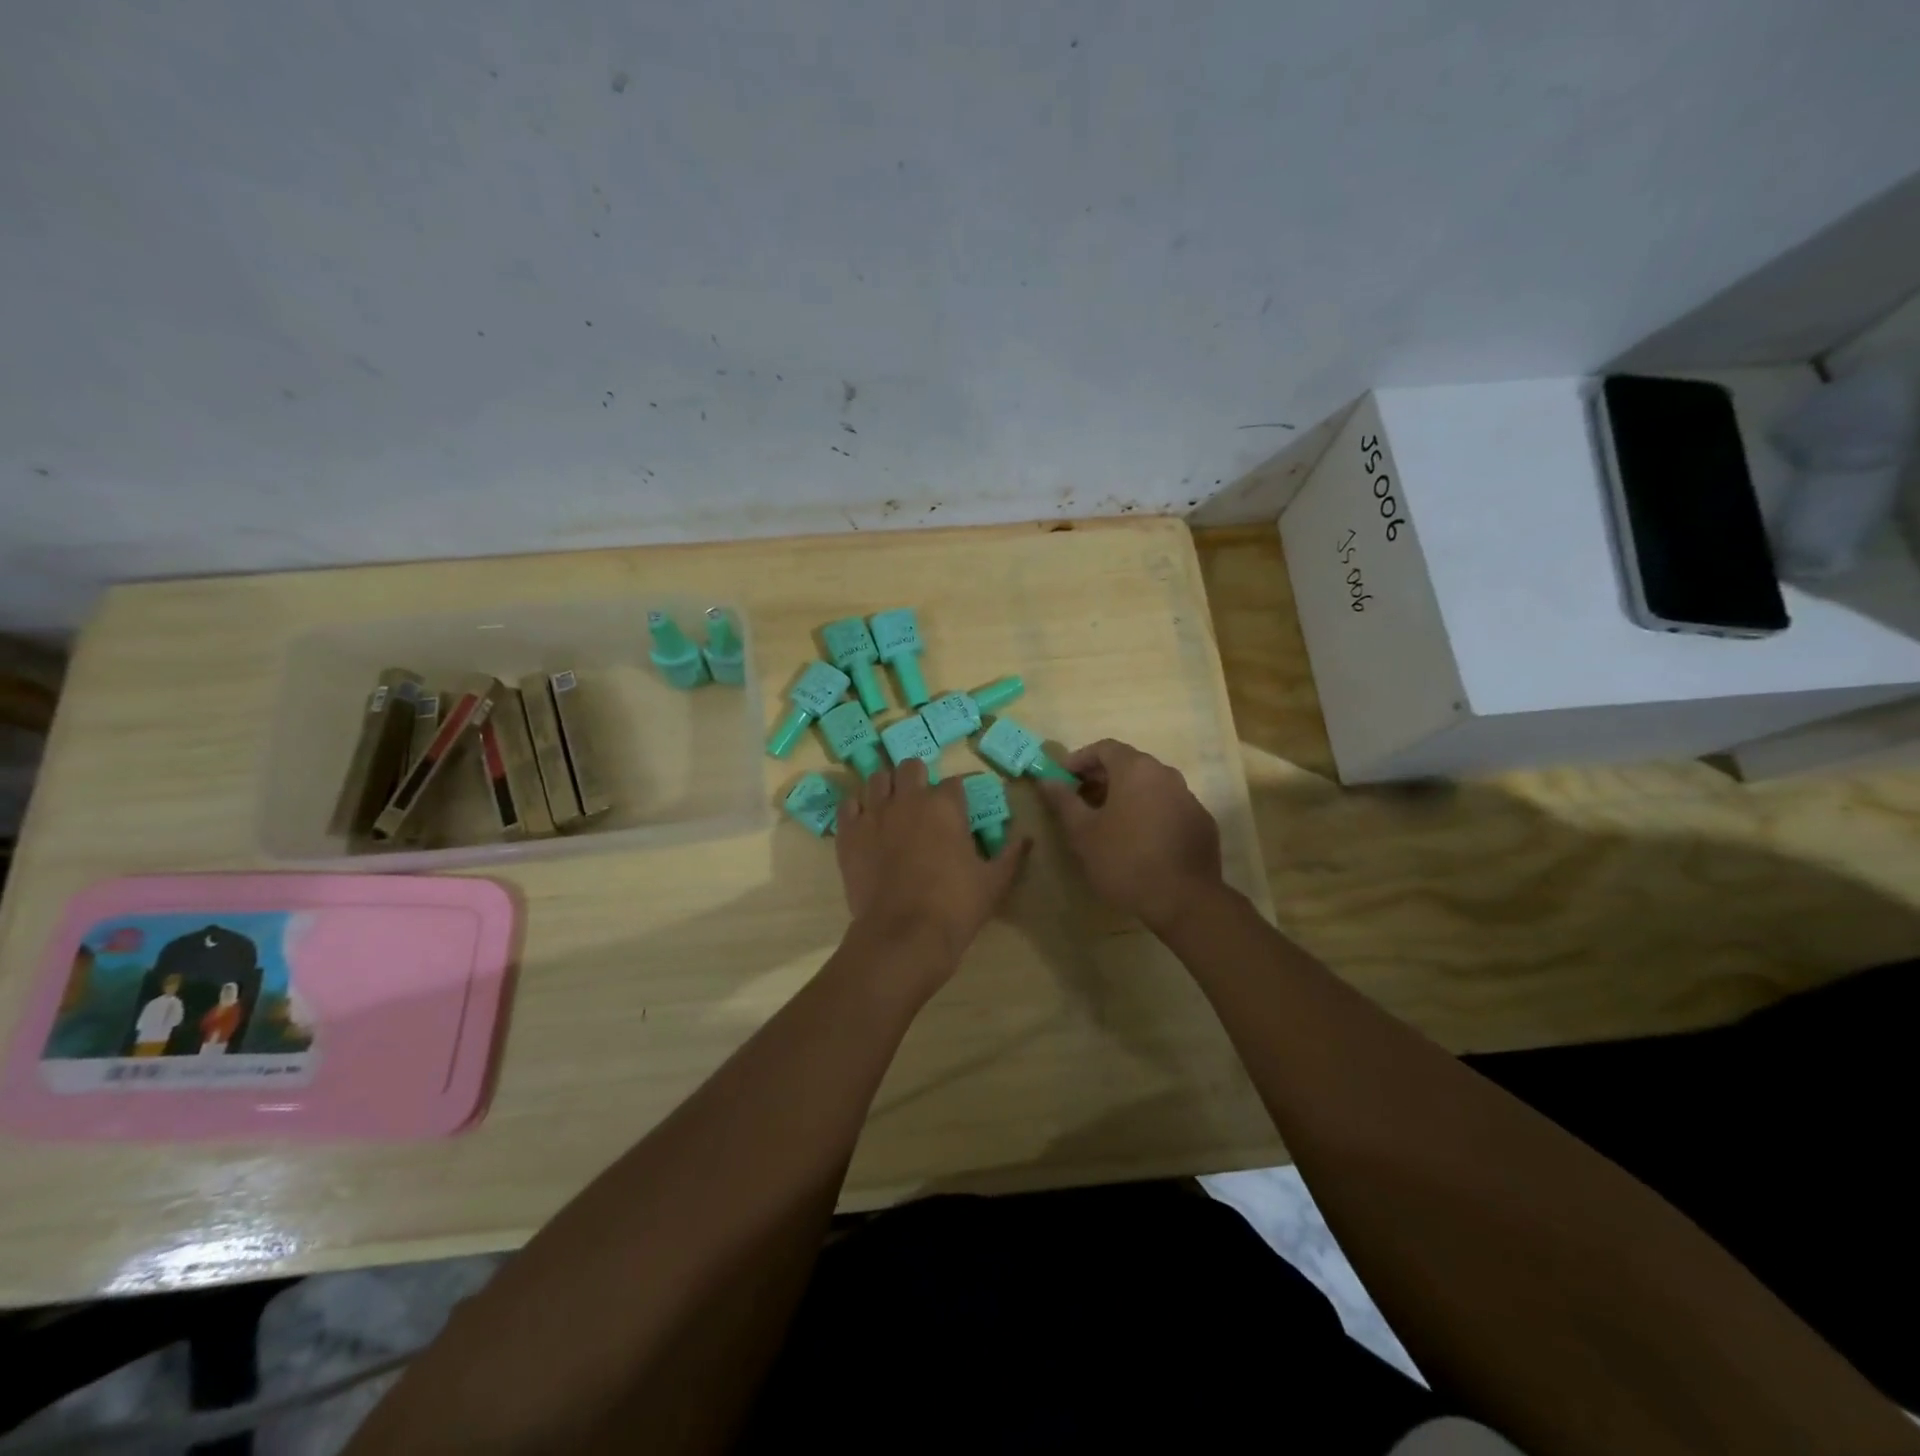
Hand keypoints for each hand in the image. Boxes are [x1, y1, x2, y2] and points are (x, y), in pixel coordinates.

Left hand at [836, 761, 1031, 980]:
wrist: (903, 934)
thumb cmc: (955, 906)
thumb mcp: (994, 882)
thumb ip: (1011, 855)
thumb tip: (1027, 839)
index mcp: (945, 805)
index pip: (955, 782)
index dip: (959, 793)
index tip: (962, 806)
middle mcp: (908, 799)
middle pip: (911, 767)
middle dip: (919, 778)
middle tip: (924, 800)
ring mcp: (874, 814)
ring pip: (877, 779)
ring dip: (888, 786)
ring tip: (893, 804)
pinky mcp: (848, 834)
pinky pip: (848, 806)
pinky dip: (857, 809)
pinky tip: (866, 822)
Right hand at [1037, 739, 1222, 932]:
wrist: (1185, 900)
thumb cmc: (1125, 860)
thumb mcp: (1082, 832)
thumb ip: (1063, 801)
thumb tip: (1046, 780)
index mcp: (1136, 769)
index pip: (1104, 748)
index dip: (1080, 759)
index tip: (1063, 778)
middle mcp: (1165, 774)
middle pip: (1128, 764)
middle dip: (1101, 777)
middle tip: (1080, 800)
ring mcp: (1188, 797)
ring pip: (1150, 785)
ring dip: (1126, 795)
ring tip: (1107, 821)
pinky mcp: (1201, 822)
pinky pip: (1167, 806)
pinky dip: (1148, 812)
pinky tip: (1138, 839)